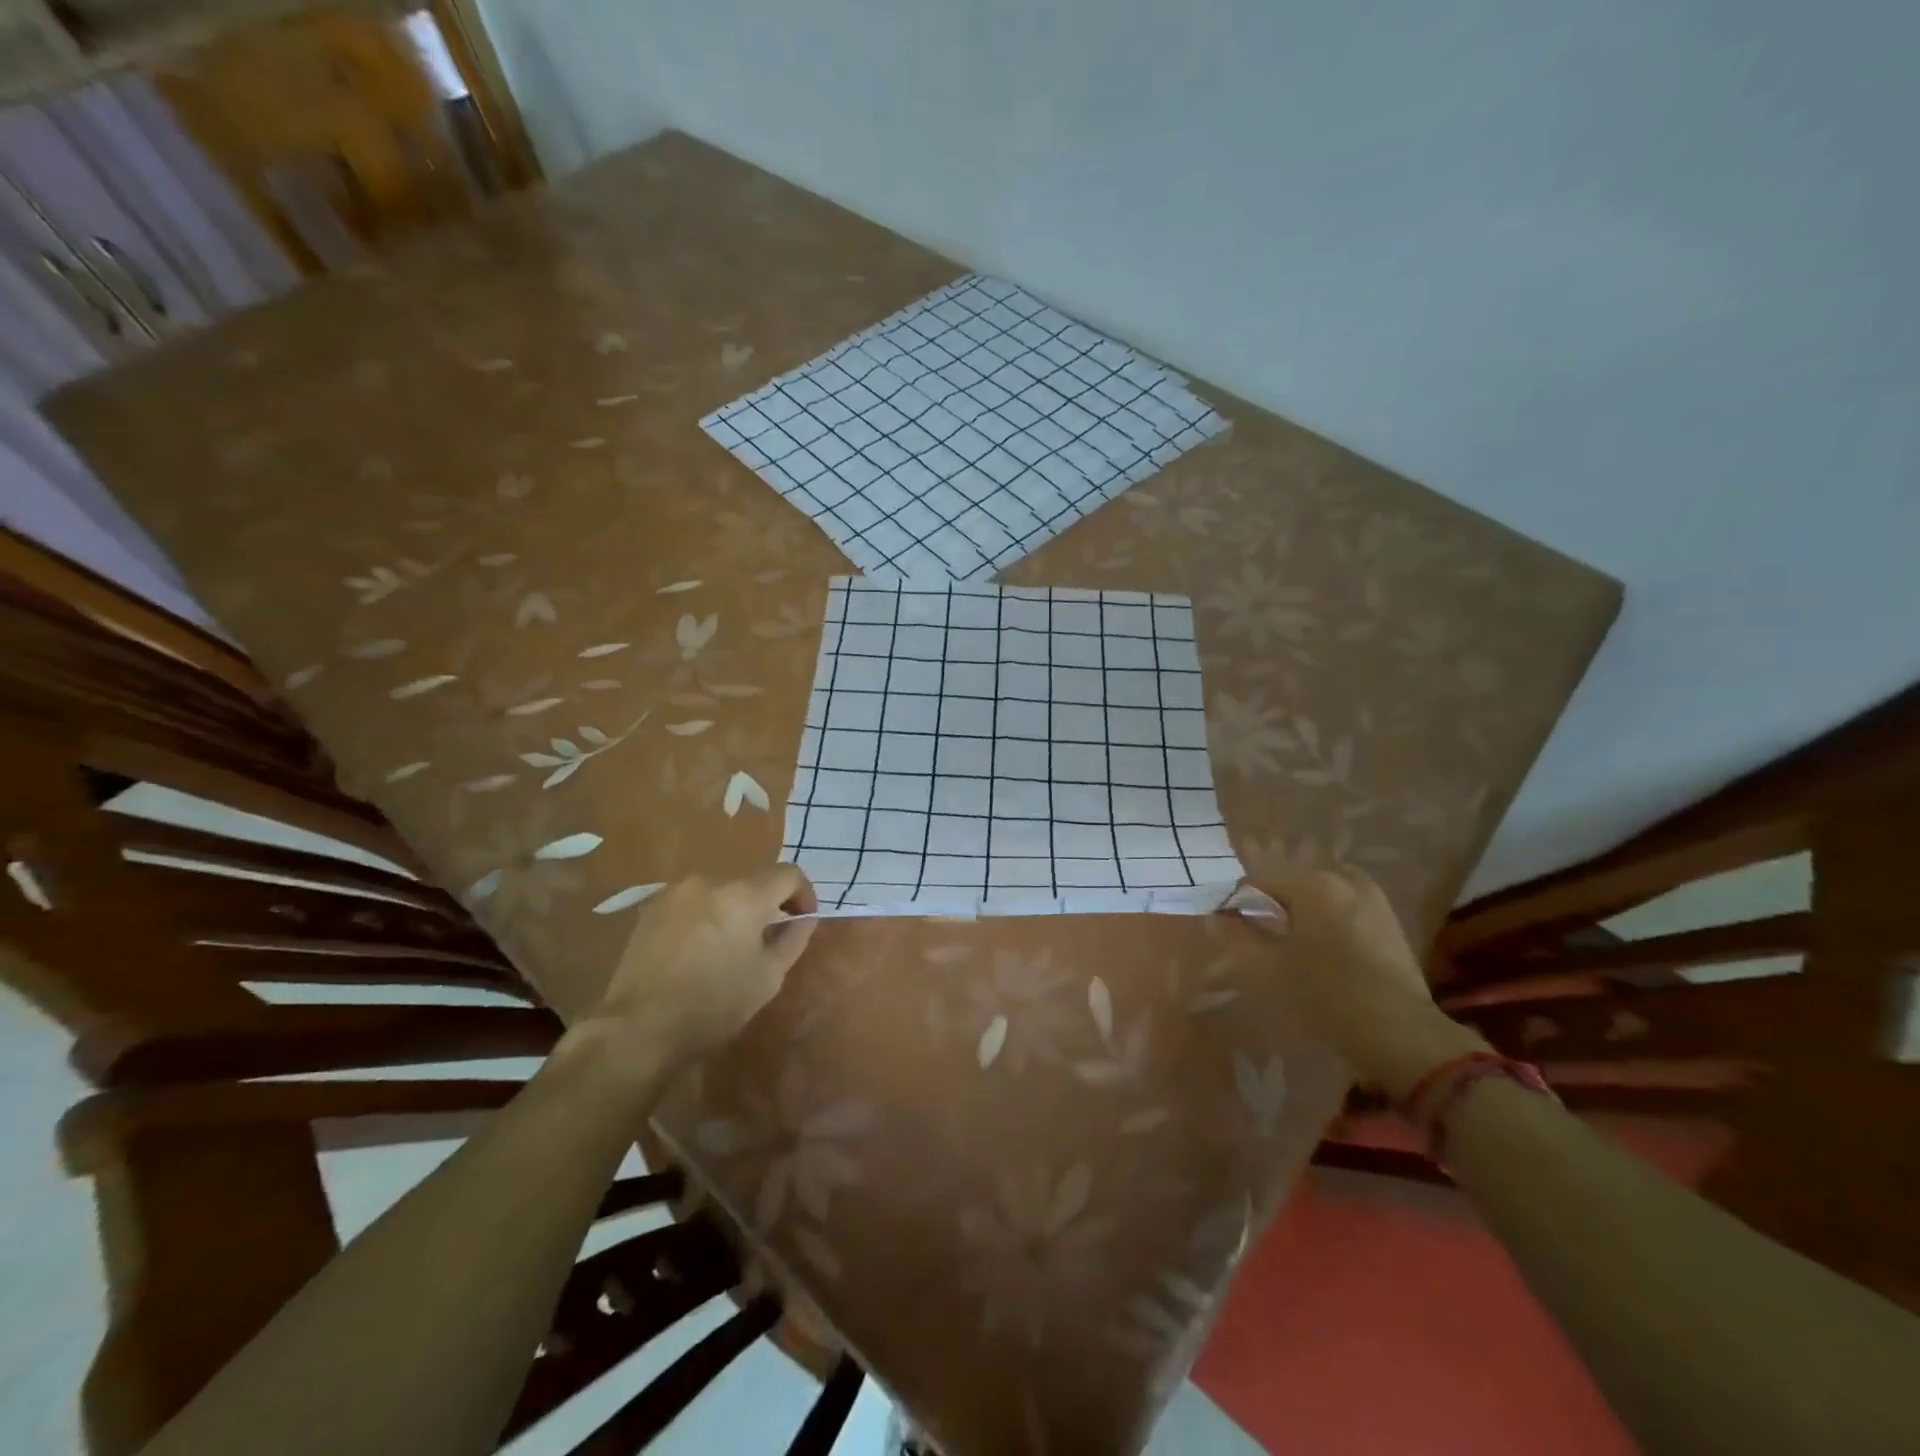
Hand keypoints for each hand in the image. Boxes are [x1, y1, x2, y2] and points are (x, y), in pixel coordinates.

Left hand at [584, 867, 817, 1077]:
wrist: (639, 1028)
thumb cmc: (714, 1004)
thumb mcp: (769, 976)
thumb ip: (793, 938)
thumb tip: (803, 918)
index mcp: (745, 894)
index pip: (788, 874)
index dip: (803, 894)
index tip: (802, 920)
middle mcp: (710, 881)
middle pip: (752, 882)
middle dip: (766, 905)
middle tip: (767, 939)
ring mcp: (676, 892)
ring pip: (720, 892)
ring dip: (733, 910)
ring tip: (728, 947)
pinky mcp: (650, 908)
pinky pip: (692, 903)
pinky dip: (704, 917)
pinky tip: (697, 951)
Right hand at [1242, 867, 1484, 1096]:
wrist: (1400, 1033)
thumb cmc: (1326, 995)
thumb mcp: (1272, 966)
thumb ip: (1242, 933)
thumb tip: (1220, 914)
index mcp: (1312, 885)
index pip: (1259, 882)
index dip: (1236, 901)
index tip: (1223, 922)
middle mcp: (1344, 880)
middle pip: (1292, 884)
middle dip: (1271, 904)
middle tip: (1256, 935)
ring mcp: (1372, 899)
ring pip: (1321, 895)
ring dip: (1301, 910)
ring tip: (1289, 941)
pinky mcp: (1390, 921)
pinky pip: (1346, 907)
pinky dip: (1327, 918)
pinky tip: (1321, 947)